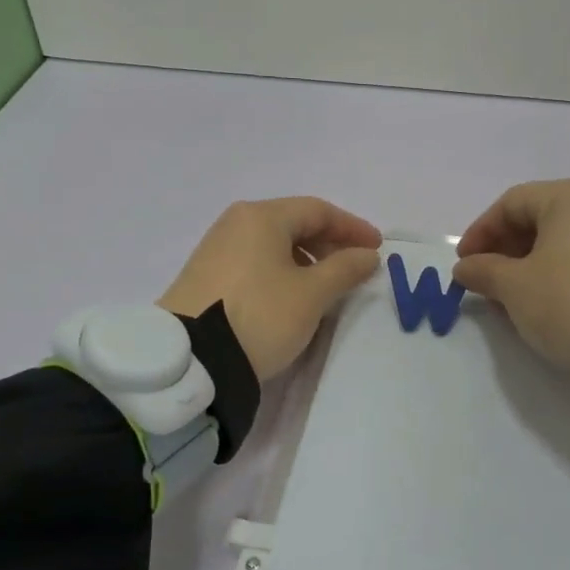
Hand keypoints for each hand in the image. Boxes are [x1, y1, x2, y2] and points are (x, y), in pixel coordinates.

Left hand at [159, 198, 382, 380]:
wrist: (193, 359)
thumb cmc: (261, 315)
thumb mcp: (312, 294)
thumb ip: (345, 269)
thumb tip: (367, 255)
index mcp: (262, 217)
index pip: (318, 210)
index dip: (352, 227)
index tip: (376, 248)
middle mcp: (235, 223)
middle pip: (293, 223)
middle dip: (329, 243)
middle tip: (354, 267)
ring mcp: (216, 249)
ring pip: (273, 244)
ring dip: (307, 259)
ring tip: (325, 286)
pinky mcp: (205, 275)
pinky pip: (255, 262)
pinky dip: (282, 271)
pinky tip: (291, 296)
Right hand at [452, 177, 569, 382]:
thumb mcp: (515, 288)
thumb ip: (484, 271)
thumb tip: (465, 268)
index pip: (510, 203)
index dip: (480, 233)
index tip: (463, 266)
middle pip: (536, 218)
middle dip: (503, 251)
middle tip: (483, 284)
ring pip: (558, 241)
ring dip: (525, 266)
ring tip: (508, 299)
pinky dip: (553, 274)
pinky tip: (541, 304)